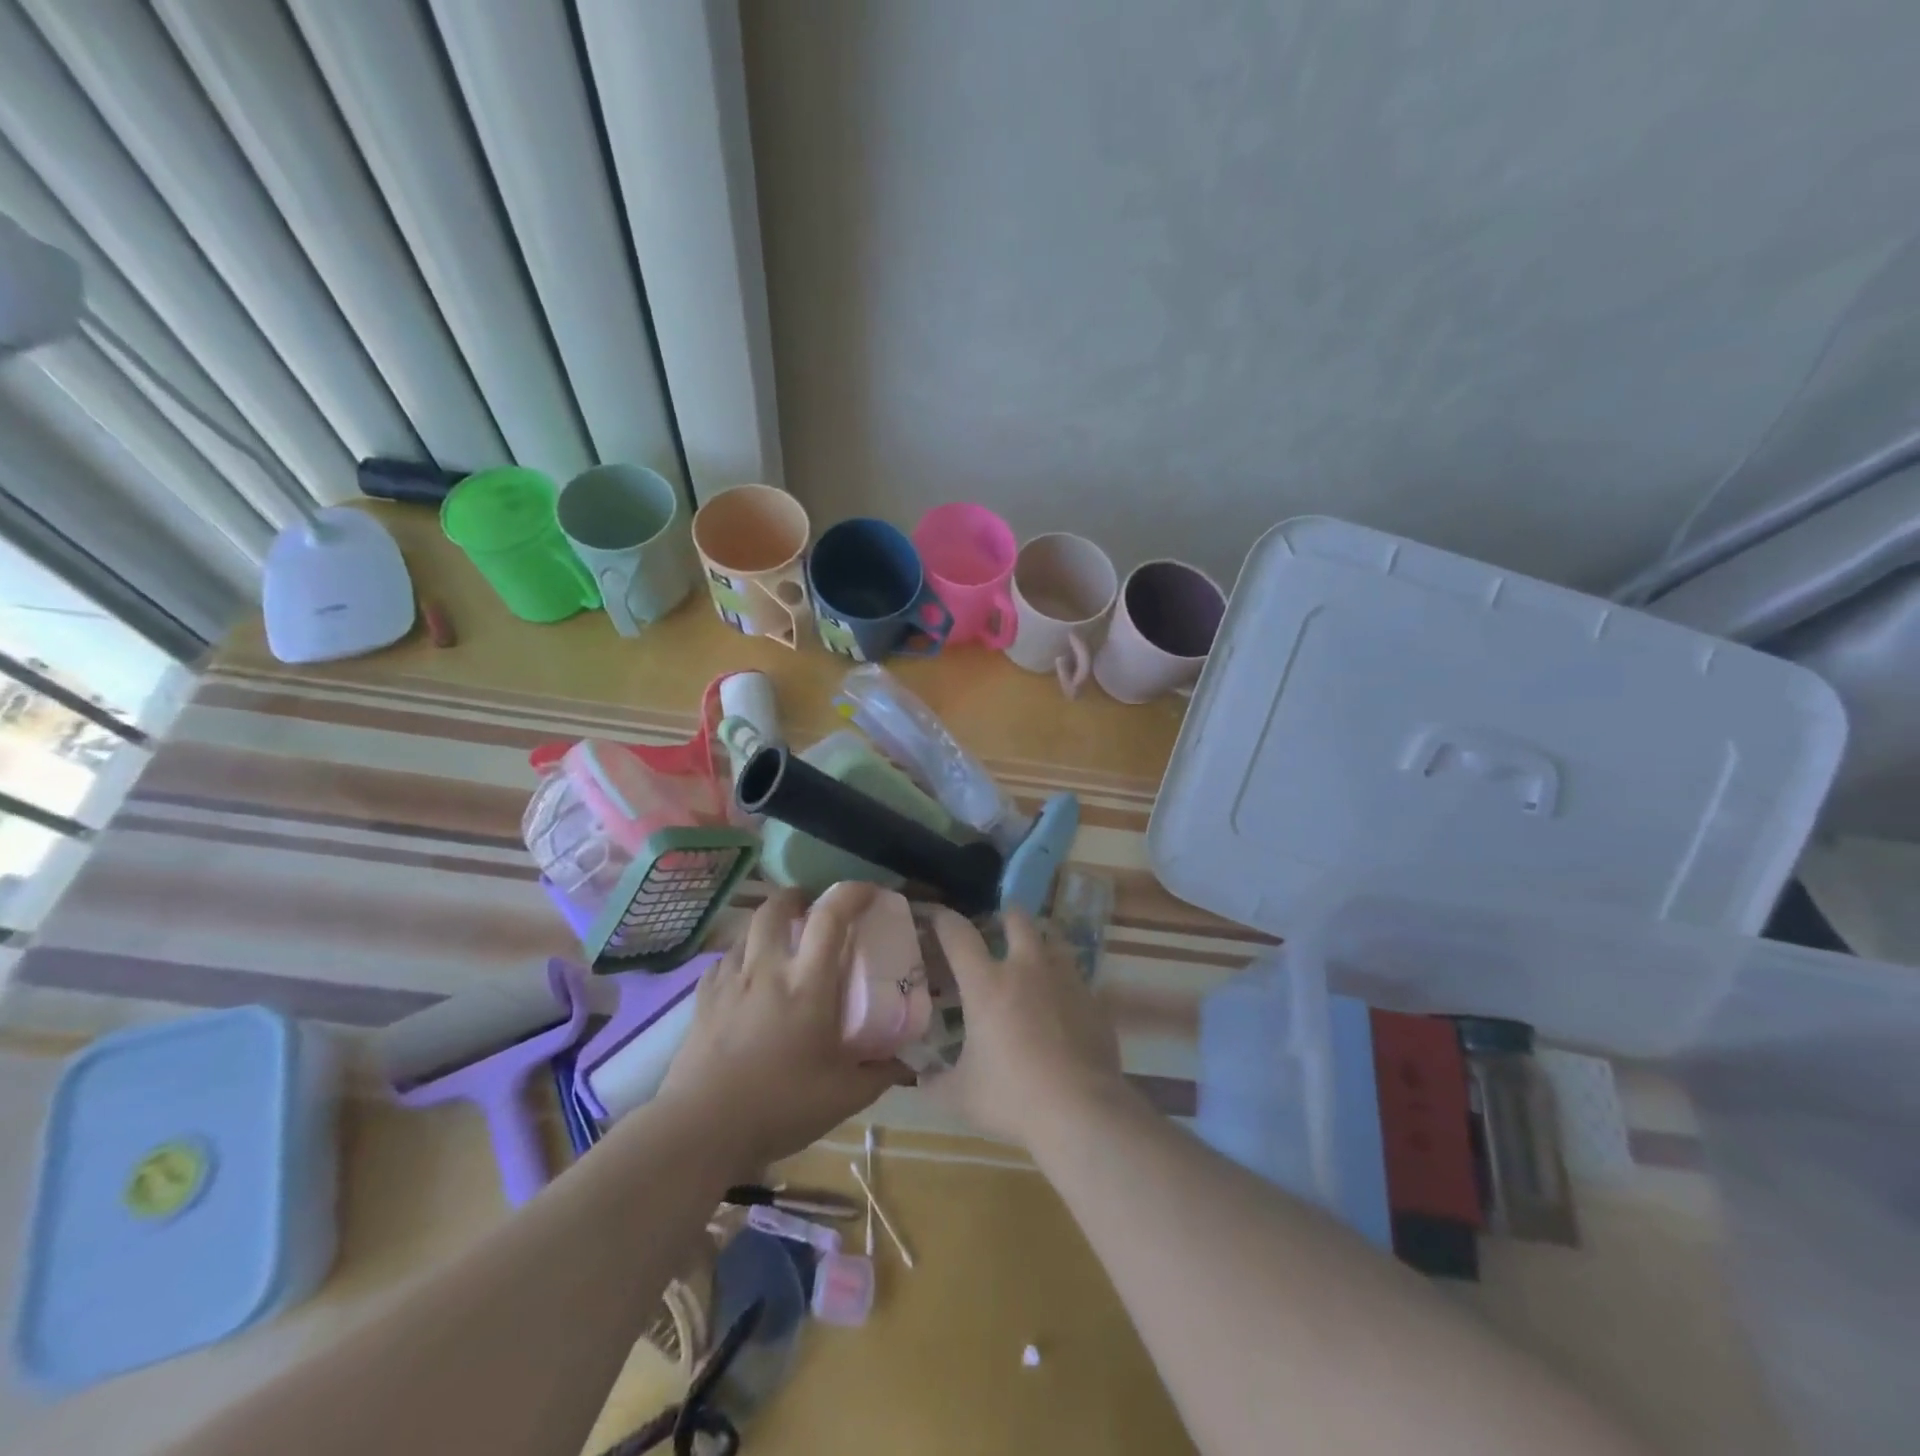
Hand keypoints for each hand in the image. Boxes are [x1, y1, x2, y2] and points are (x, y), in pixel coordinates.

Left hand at [656, 885, 906, 1177]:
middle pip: (776, 907)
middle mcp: (767, 969)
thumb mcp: (844, 1095)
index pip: (830, 917)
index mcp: (807, 983)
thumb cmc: (780, 1106)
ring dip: (766, 927)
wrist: (701, 1130)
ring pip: (746, 931)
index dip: (851, 893)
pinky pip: (722, 962)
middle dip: (795, 897)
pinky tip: (744, 980)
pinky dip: (739, 958)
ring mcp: (729, 982)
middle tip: (810, 908)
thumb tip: (909, 1063)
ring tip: (778, 945)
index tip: (868, 891)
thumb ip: (880, 1073)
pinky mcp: (702, 1000)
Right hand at [925, 907, 1128, 1148]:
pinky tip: (1060, 1009)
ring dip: (1039, 946)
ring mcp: (1066, 981)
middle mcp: (1026, 969)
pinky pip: (1076, 980)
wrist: (1082, 1112)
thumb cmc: (1012, 1098)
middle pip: (1017, 920)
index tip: (936, 916)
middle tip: (997, 928)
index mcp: (986, 984)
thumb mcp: (960, 1096)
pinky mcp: (1094, 1001)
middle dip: (1005, 917)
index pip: (958, 934)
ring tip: (1032, 964)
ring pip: (1053, 943)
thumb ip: (933, 1082)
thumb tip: (918, 1078)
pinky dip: (1064, 985)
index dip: (943, 919)